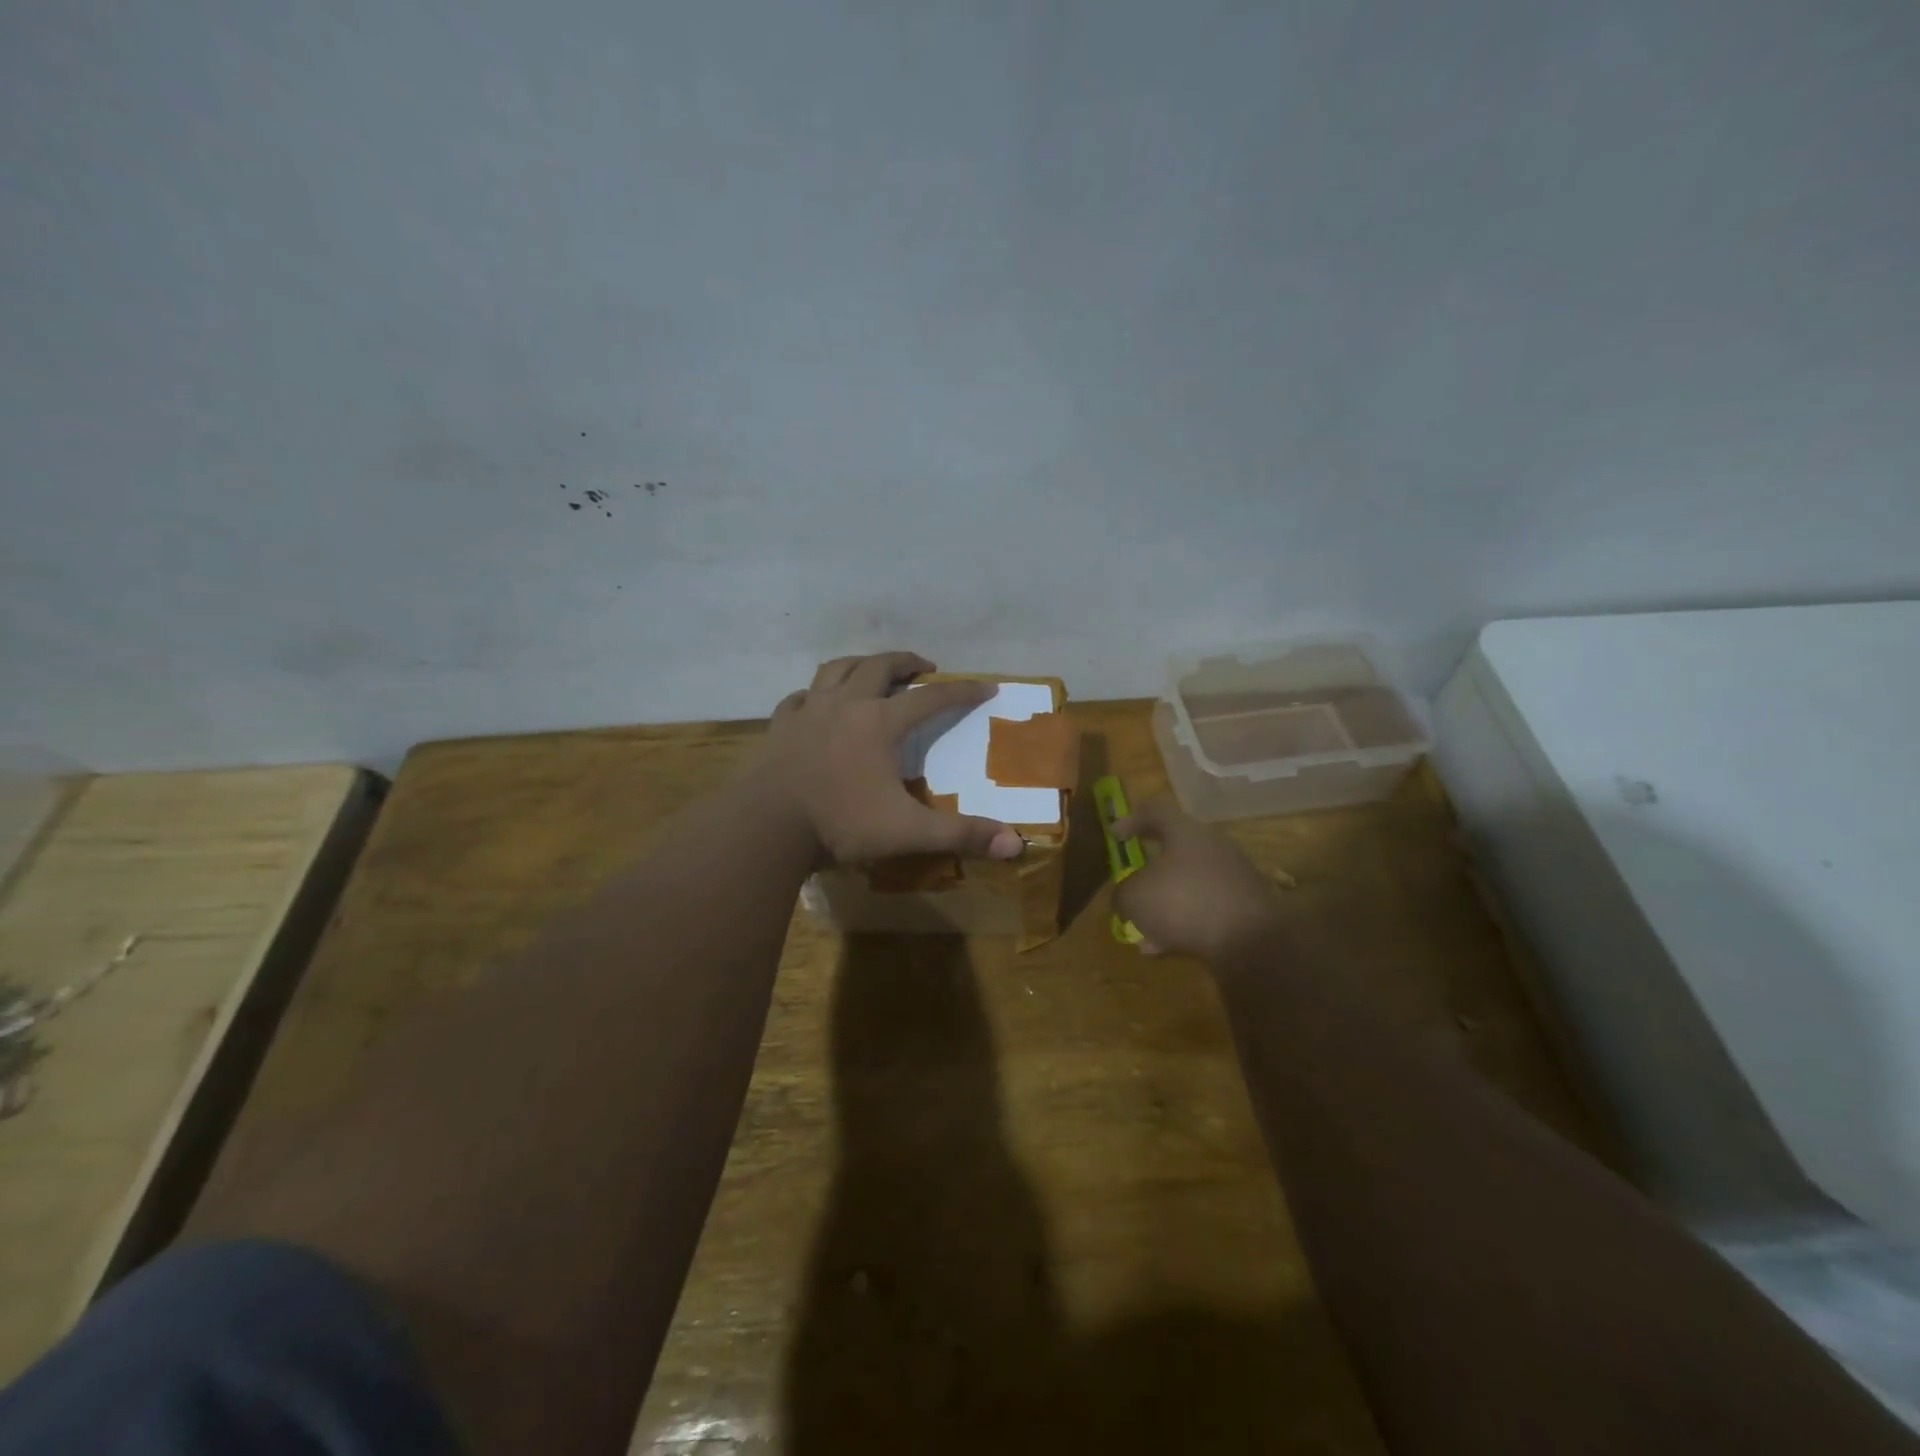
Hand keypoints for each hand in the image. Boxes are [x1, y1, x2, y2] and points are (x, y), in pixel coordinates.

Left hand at [756, 652, 1026, 864]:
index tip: (986, 687)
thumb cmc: (840, 824)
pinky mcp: (780, 726)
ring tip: (873, 670)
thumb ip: (961, 835)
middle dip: (907, 661)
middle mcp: (846, 705)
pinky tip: (816, 702)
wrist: (767, 827)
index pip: (932, 698)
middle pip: (880, 666)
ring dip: (860, 664)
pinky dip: (815, 693)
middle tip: (924, 667)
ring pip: (837, 670)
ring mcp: (808, 712)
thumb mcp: (908, 833)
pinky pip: (799, 697)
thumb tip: (1017, 846)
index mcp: (880, 723)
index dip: (963, 691)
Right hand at [1111, 797, 1285, 961]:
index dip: (1131, 820)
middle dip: (1148, 873)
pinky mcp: (1245, 907)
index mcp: (1185, 831)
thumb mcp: (1135, 898)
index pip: (1155, 811)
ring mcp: (1233, 877)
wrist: (1251, 941)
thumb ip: (1122, 893)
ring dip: (1164, 906)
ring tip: (1143, 933)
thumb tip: (1124, 898)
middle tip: (1130, 889)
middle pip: (1173, 851)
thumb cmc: (1184, 903)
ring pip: (1187, 885)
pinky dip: (1183, 924)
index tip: (1115, 837)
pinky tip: (1166, 950)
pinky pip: (1205, 909)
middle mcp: (1212, 846)